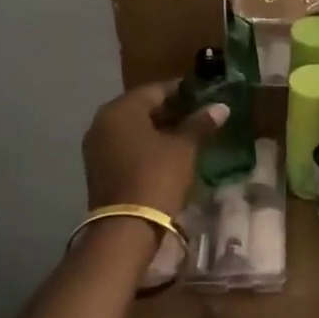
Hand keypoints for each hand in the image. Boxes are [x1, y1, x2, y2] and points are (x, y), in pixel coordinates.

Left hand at [82, 82, 226, 216]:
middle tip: (199, 114)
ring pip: (133, 128)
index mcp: (121, 109)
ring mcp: (97, 147)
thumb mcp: (183, 148)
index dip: (182, 90)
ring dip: (159, 129)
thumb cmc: (157, 177)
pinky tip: (169, 152)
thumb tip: (221, 106)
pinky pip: (126, 146)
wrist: (126, 228)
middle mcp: (102, 122)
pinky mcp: (99, 168)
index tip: (204, 94)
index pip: (155, 89)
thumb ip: (200, 124)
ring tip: (188, 134)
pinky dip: (146, 145)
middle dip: (170, 110)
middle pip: (141, 108)